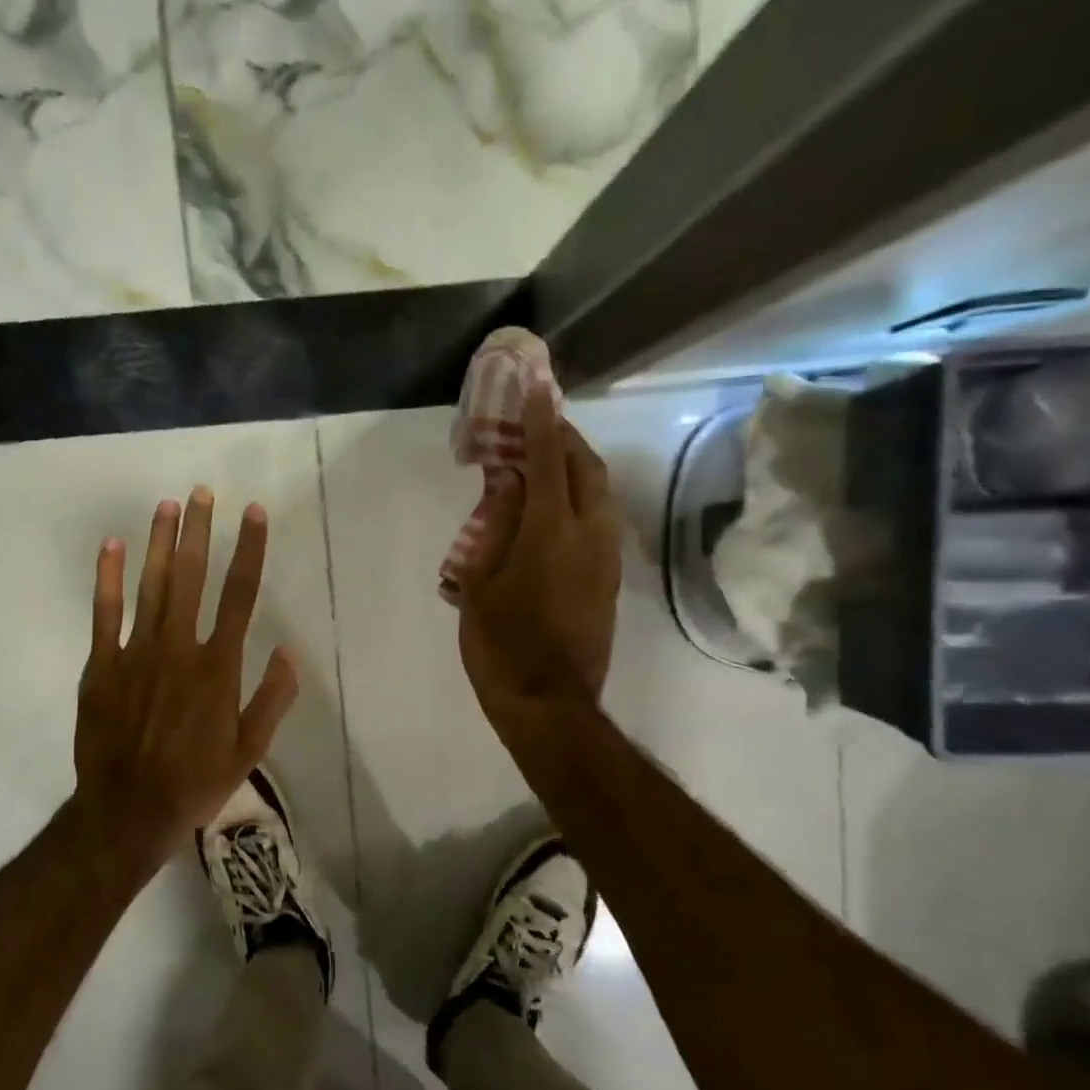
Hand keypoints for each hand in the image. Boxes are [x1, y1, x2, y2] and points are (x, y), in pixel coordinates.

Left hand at [73, 487, 299, 865]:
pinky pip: (105, 614)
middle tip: (202, 492)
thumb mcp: (250, 749)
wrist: (128, 811)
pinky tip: (113, 545)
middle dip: (199, 531)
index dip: (249, 550)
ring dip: (160, 542)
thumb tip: (289, 651)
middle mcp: (180, 648)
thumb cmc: (196, 781)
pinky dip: (109, 578)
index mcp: (219, 667)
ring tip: (168, 504)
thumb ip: (273, 699)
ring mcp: (137, 653)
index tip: (254, 514)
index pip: (240, 595)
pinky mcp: (102, 666)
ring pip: (151, 586)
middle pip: (192, 577)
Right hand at [456, 389, 622, 724]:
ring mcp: (606, 559)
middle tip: (540, 426)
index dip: (541, 420)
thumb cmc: (502, 644)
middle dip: (566, 439)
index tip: (537, 385)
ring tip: (546, 466)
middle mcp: (590, 535)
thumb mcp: (480, 583)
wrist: (549, 704)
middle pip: (587, 468)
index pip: (549, 458)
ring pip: (601, 496)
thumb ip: (496, 527)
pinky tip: (555, 513)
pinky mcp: (609, 581)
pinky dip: (580, 502)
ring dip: (577, 470)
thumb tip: (508, 484)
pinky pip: (600, 523)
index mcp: (551, 530)